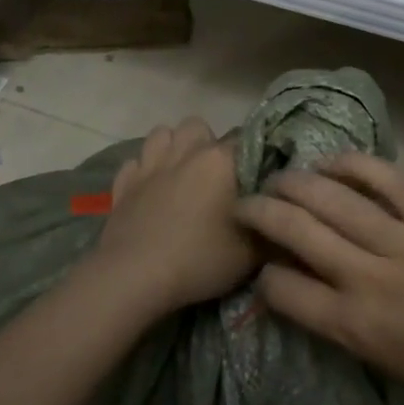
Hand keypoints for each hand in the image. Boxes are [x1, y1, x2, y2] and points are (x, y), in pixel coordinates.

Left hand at [85, 117, 257, 319]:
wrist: (135, 277)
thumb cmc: (200, 260)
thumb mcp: (253, 253)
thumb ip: (272, 224)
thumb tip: (280, 209)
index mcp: (220, 160)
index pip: (246, 138)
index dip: (253, 156)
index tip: (255, 179)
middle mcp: (186, 152)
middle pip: (198, 126)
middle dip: (207, 143)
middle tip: (214, 176)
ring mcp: (150, 165)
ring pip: (161, 134)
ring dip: (172, 147)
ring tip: (180, 173)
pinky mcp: (123, 184)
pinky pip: (135, 162)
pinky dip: (143, 171)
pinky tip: (149, 191)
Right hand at [234, 152, 403, 404]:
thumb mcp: (374, 357)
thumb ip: (330, 316)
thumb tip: (293, 277)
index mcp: (353, 325)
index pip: (282, 288)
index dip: (262, 273)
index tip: (263, 262)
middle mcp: (369, 279)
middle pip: (297, 231)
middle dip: (261, 211)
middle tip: (247, 201)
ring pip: (333, 197)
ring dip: (296, 182)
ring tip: (281, 177)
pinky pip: (385, 178)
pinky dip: (353, 164)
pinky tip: (332, 162)